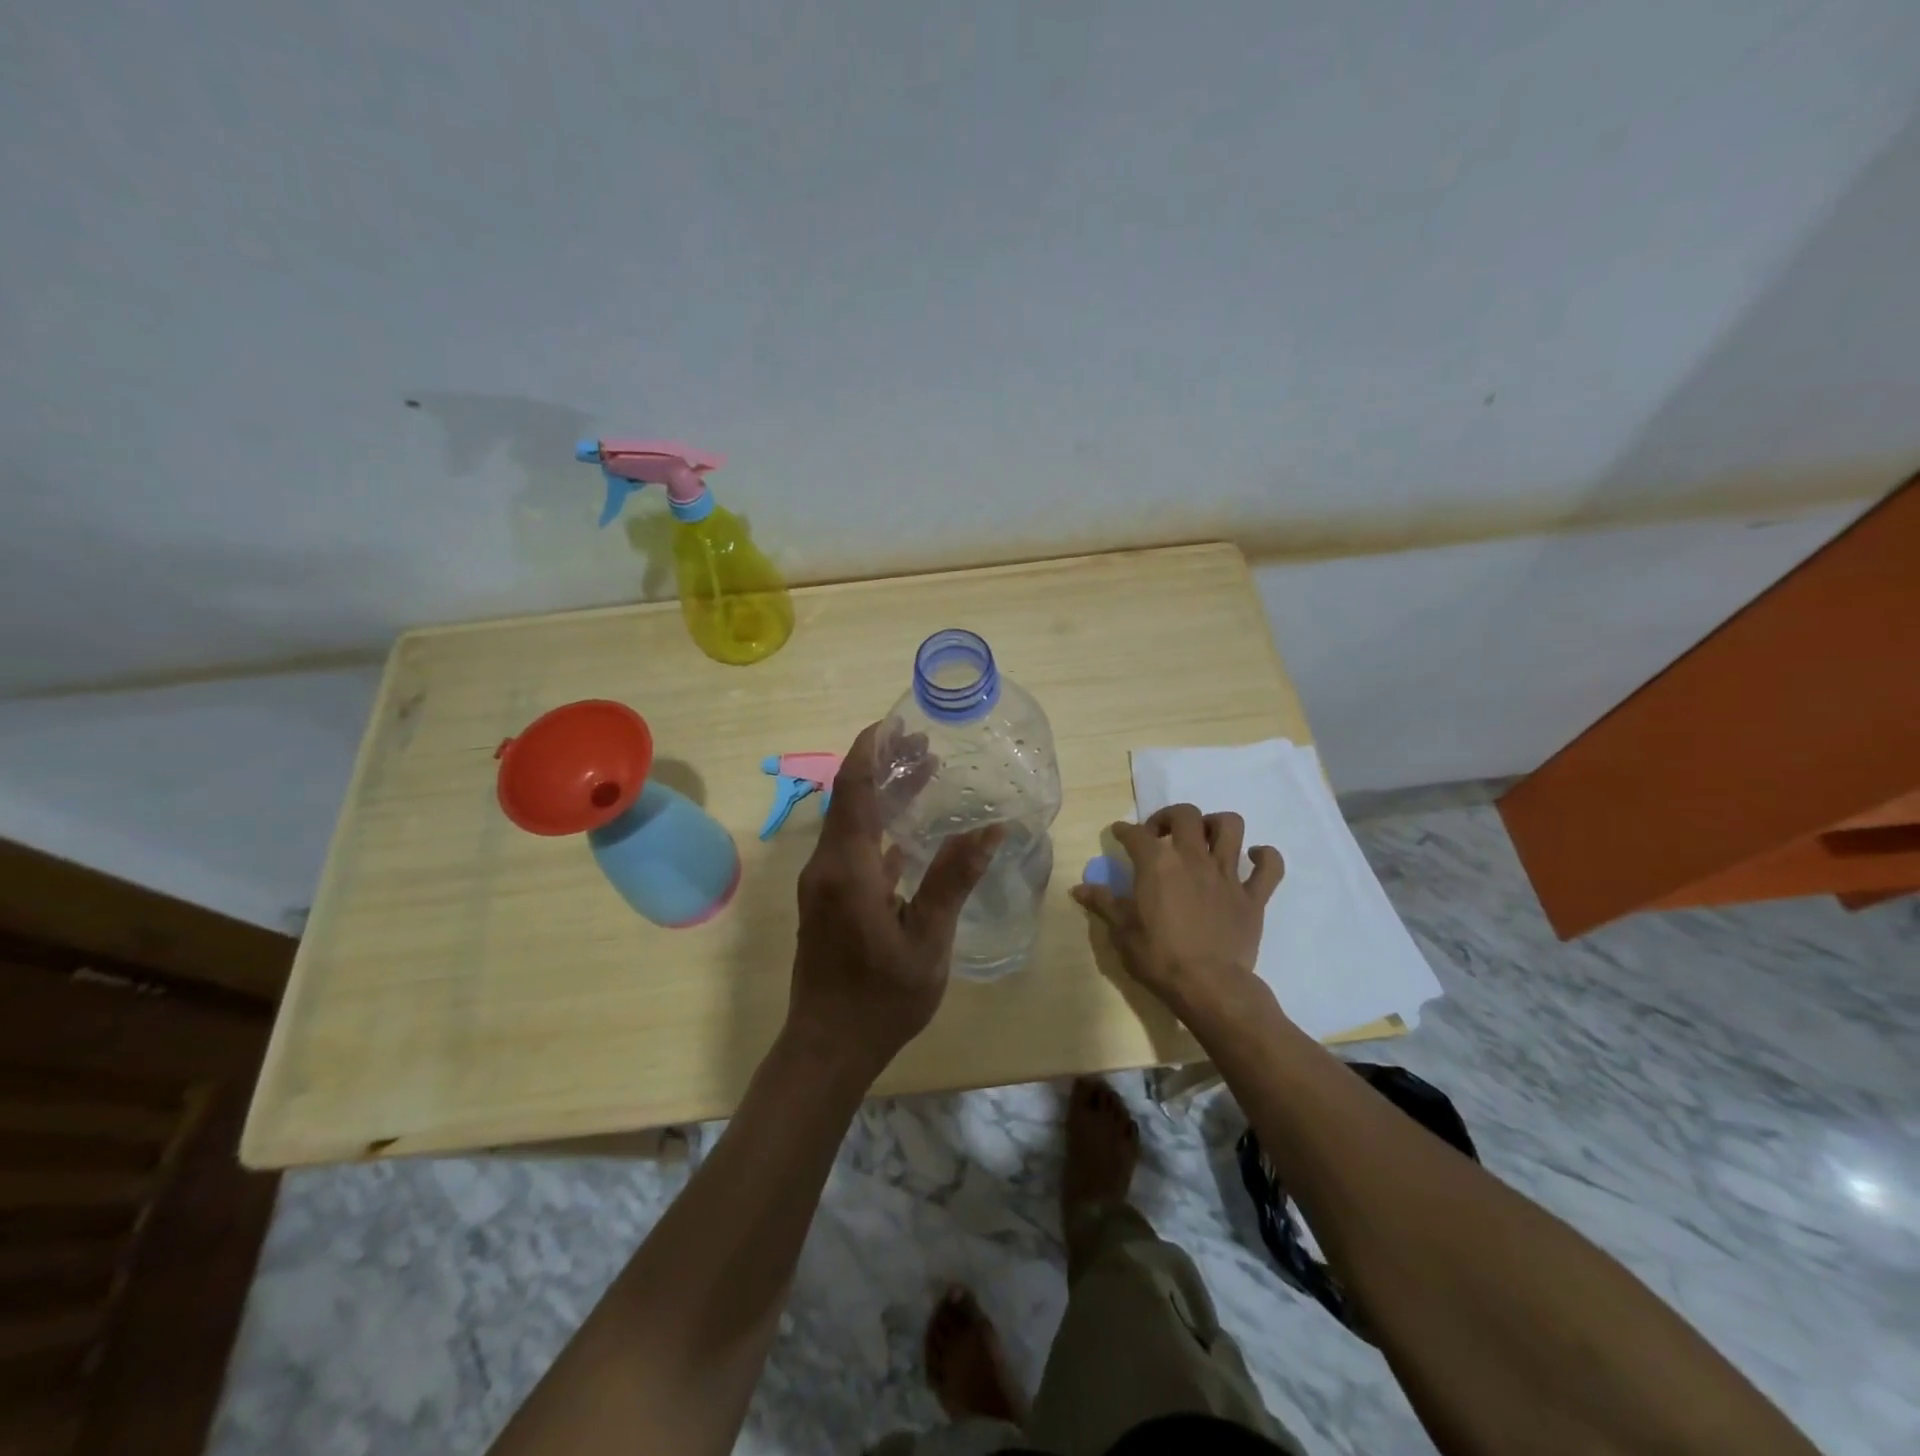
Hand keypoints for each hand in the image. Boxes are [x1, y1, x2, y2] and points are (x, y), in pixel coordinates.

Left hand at [786, 723, 1001, 1081]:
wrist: (827, 1047)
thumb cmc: (881, 997)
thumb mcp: (927, 939)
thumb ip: (953, 879)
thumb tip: (990, 828)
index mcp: (847, 867)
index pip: (853, 788)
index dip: (871, 750)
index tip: (895, 722)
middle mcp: (827, 865)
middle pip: (850, 798)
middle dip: (882, 766)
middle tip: (925, 747)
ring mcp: (823, 883)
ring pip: (850, 822)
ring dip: (881, 795)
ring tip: (923, 774)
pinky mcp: (827, 900)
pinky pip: (851, 847)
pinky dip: (878, 827)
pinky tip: (909, 830)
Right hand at [1071, 804, 1283, 1023]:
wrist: (1209, 987)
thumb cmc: (1159, 958)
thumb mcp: (1122, 931)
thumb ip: (1103, 903)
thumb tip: (1079, 888)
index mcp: (1157, 863)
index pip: (1135, 834)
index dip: (1124, 830)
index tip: (1119, 833)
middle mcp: (1193, 858)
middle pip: (1186, 815)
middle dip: (1170, 817)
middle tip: (1161, 833)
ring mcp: (1227, 875)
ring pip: (1230, 827)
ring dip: (1217, 825)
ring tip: (1205, 837)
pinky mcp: (1253, 896)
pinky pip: (1270, 867)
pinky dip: (1265, 857)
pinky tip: (1254, 858)